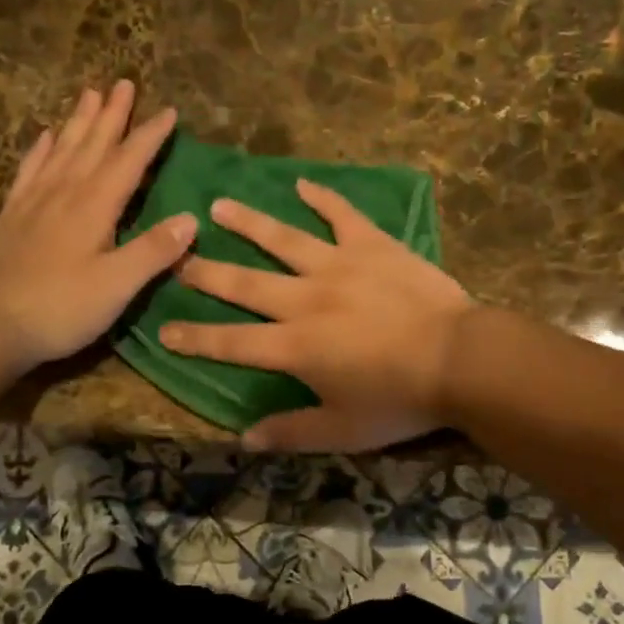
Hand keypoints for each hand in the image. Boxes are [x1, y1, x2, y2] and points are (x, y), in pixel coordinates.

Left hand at [0, 82, 194, 371]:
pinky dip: (41, 149)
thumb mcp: (117, 285)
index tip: (168, 111)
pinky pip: (30, 170)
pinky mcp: (13, 216)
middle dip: (112, 114)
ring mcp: (34, 202)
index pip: (128, 161)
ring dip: (79, 121)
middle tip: (123, 82)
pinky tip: (46, 136)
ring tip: (89, 93)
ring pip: (63, 150)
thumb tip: (192, 218)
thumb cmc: (60, 308)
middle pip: (93, 144)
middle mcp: (65, 193)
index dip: (149, 136)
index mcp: (94, 206)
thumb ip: (154, 250)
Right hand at [161, 179, 472, 450]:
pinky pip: (341, 215)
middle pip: (245, 283)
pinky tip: (302, 183)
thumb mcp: (343, 431)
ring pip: (283, 239)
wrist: (460, 358)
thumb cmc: (400, 399)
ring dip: (248, 222)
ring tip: (217, 206)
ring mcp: (338, 265)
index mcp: (294, 346)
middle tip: (177, 255)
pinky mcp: (372, 245)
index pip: (231, 342)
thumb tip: (244, 439)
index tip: (163, 329)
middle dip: (207, 272)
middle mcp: (305, 299)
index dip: (195, 338)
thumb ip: (291, 432)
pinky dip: (322, 198)